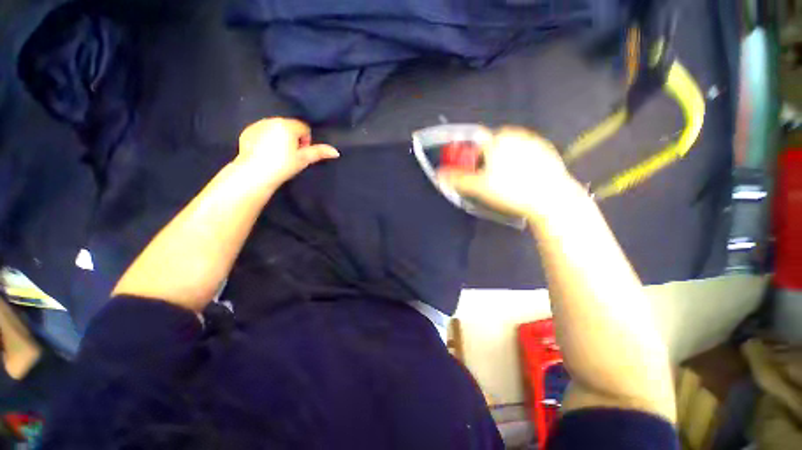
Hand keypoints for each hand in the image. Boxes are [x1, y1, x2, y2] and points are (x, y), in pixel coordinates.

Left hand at [236, 118, 338, 188]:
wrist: (255, 173)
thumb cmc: (283, 165)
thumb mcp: (304, 159)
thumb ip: (319, 152)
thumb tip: (336, 152)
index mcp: (287, 125)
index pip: (303, 128)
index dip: (305, 141)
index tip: (301, 153)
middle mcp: (272, 120)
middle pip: (289, 126)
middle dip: (292, 138)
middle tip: (290, 155)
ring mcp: (257, 125)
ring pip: (275, 128)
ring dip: (279, 138)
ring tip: (277, 155)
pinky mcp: (246, 132)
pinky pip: (261, 132)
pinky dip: (265, 139)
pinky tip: (264, 153)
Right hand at [437, 127, 583, 220]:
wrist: (551, 199)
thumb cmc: (511, 190)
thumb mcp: (479, 187)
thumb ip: (457, 179)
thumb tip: (439, 174)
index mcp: (497, 139)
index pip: (475, 145)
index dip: (471, 161)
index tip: (475, 175)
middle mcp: (515, 134)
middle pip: (492, 147)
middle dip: (487, 162)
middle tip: (491, 181)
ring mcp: (534, 141)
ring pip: (509, 150)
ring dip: (504, 163)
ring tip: (508, 182)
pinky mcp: (547, 151)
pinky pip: (526, 154)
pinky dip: (520, 163)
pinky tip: (523, 179)